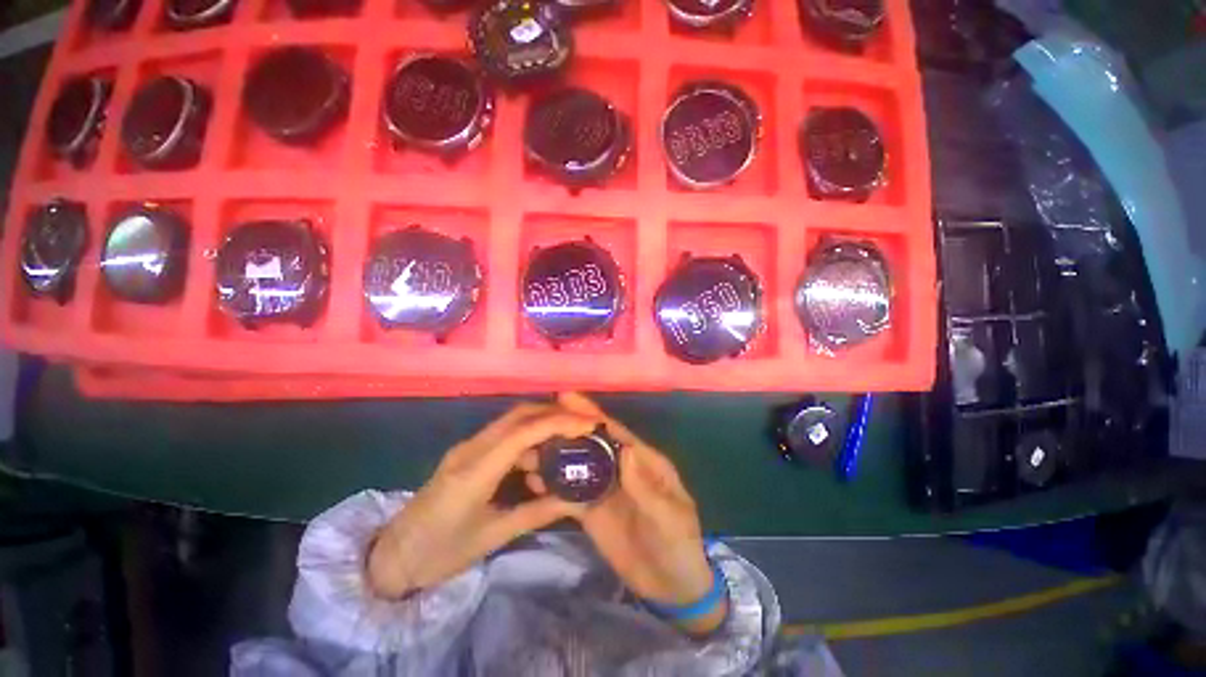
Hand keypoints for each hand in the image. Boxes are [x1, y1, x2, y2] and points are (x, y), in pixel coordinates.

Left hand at [367, 404, 594, 597]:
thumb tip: (576, 499)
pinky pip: (505, 434)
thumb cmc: (442, 552)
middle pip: (519, 414)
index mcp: (475, 470)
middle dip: (555, 413)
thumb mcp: (494, 536)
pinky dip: (529, 437)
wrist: (394, 555)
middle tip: (583, 423)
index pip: (523, 432)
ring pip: (513, 420)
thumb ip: (538, 513)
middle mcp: (471, 448)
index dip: (559, 422)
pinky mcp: (468, 451)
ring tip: (568, 439)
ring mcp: (468, 446)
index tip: (588, 424)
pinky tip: (540, 457)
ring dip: (542, 422)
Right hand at [542, 393, 726, 634]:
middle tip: (539, 415)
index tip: (567, 398)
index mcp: (643, 461)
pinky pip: (570, 494)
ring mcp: (604, 488)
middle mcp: (621, 468)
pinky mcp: (591, 511)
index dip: (593, 414)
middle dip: (568, 427)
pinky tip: (533, 480)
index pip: (616, 432)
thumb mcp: (669, 517)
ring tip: (528, 445)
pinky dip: (553, 486)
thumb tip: (625, 448)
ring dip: (556, 454)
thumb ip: (645, 486)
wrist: (671, 587)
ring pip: (578, 464)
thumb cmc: (679, 545)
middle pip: (592, 442)